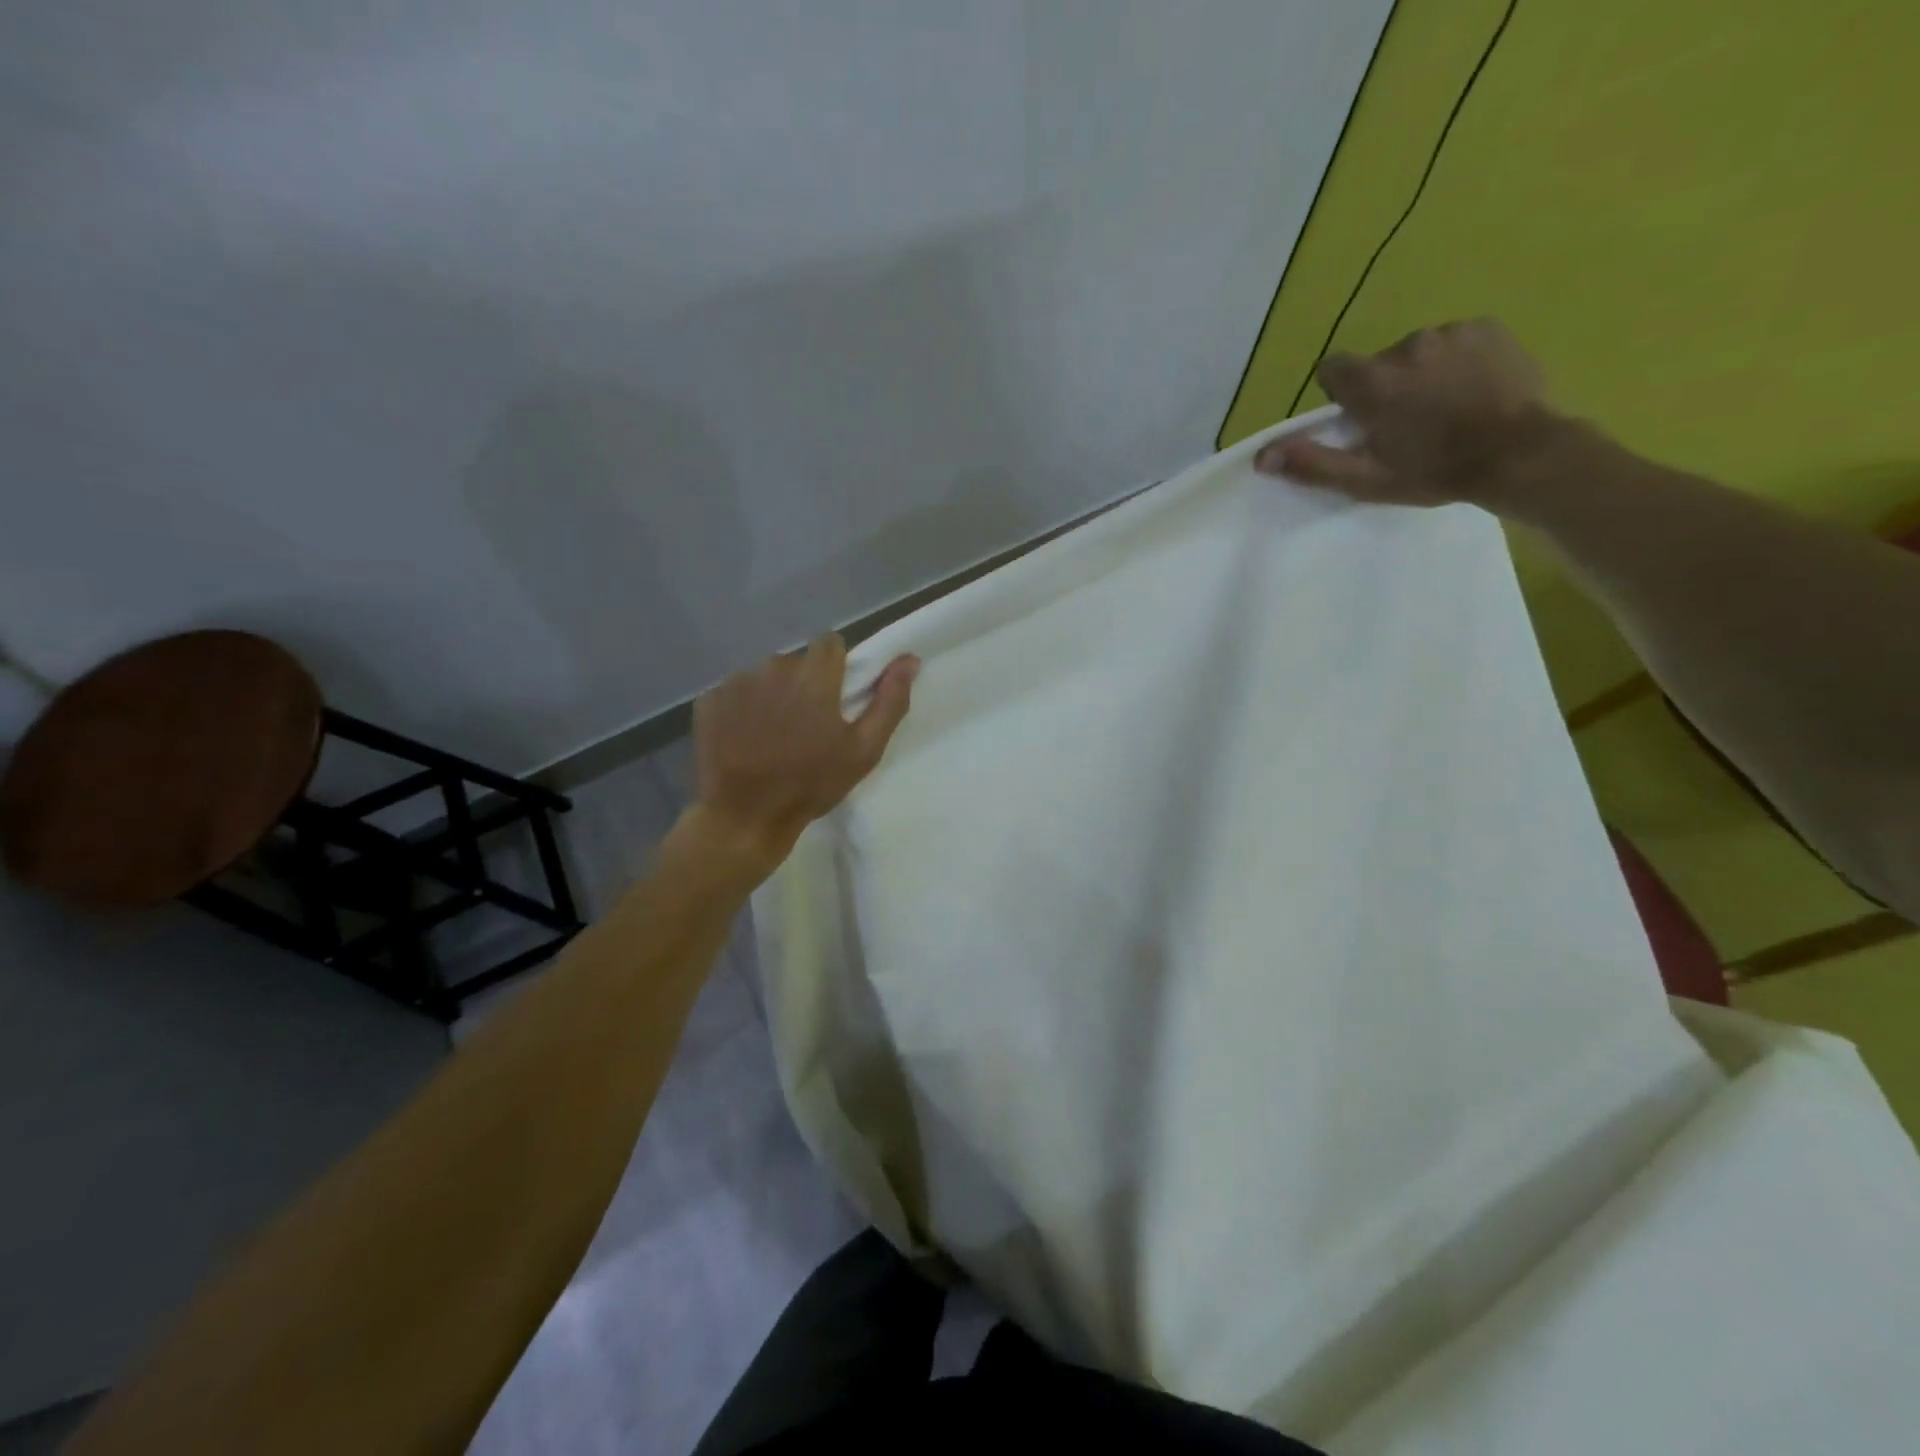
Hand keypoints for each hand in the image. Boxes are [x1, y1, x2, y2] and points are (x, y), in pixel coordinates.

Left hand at [686, 634, 917, 870]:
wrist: (745, 817)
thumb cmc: (812, 784)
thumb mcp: (864, 750)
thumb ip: (890, 701)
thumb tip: (909, 659)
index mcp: (814, 676)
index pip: (829, 643)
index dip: (836, 667)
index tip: (835, 698)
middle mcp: (773, 668)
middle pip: (796, 661)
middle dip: (804, 684)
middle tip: (806, 725)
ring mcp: (736, 683)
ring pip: (764, 676)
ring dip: (773, 695)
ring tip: (773, 735)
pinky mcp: (709, 701)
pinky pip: (734, 692)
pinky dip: (743, 709)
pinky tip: (745, 739)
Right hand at [1253, 318, 1555, 507]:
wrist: (1519, 454)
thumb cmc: (1434, 472)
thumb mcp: (1364, 479)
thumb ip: (1311, 463)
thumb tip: (1262, 457)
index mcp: (1372, 382)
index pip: (1332, 370)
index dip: (1341, 395)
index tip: (1360, 420)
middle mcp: (1406, 346)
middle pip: (1377, 364)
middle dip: (1385, 389)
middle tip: (1408, 425)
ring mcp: (1451, 332)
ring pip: (1417, 353)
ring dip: (1422, 376)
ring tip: (1446, 409)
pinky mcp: (1487, 328)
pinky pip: (1455, 342)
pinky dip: (1456, 363)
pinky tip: (1472, 391)